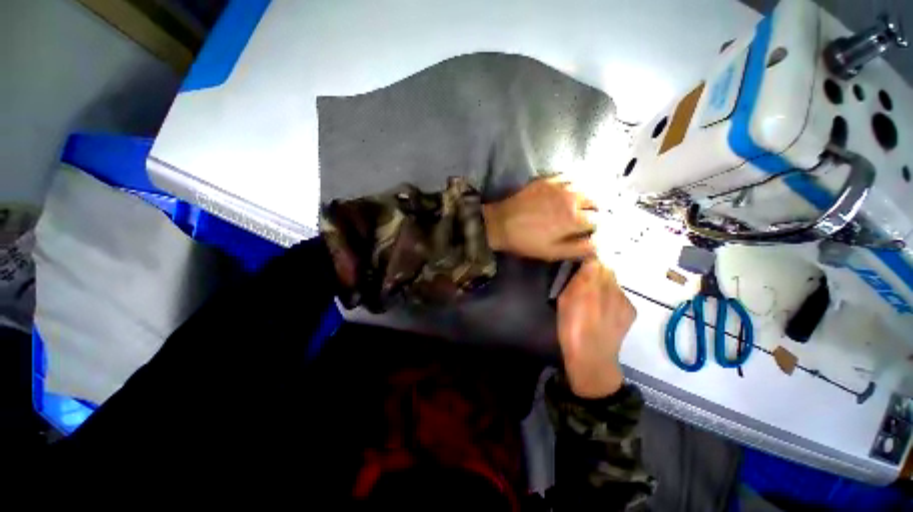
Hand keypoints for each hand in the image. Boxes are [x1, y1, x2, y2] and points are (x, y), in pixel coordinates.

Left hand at [482, 176, 596, 260]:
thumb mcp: (553, 252)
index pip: (599, 220)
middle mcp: (572, 198)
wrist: (500, 224)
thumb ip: (579, 249)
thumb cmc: (526, 241)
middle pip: (597, 201)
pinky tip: (570, 191)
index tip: (591, 231)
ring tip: (581, 205)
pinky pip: (570, 176)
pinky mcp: (548, 179)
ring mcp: (560, 186)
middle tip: (586, 218)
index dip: (597, 227)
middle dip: (595, 211)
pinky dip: (576, 183)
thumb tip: (600, 243)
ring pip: (586, 186)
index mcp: (574, 219)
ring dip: (588, 196)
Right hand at [557, 259, 635, 397]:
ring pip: (614, 282)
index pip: (593, 259)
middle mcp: (610, 286)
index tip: (580, 268)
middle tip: (586, 287)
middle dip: (596, 274)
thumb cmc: (569, 326)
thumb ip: (575, 280)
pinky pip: (622, 295)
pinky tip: (606, 312)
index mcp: (588, 282)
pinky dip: (614, 299)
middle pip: (605, 269)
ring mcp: (624, 298)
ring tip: (596, 302)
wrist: (591, 356)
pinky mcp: (632, 310)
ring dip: (605, 286)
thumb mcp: (564, 299)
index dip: (586, 262)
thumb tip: (586, 264)